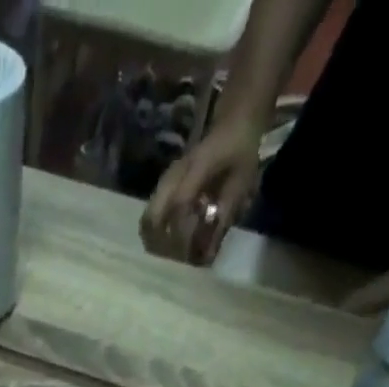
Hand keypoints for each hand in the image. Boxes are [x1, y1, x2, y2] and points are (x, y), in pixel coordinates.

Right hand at [140, 116, 263, 264]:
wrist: (233, 121)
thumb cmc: (240, 152)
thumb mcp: (241, 182)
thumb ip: (224, 216)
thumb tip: (207, 256)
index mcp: (197, 167)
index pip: (180, 205)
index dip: (181, 235)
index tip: (187, 256)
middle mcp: (174, 175)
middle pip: (152, 216)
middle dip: (159, 245)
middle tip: (172, 263)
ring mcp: (165, 180)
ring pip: (147, 219)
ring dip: (154, 242)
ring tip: (169, 257)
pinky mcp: (163, 187)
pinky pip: (152, 215)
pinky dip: (156, 234)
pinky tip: (169, 243)